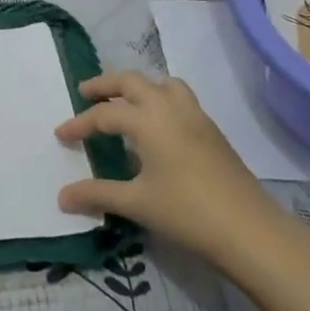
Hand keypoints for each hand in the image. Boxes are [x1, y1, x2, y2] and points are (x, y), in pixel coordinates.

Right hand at [56, 71, 280, 261]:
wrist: (248, 229)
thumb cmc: (187, 212)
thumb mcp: (136, 203)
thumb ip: (97, 194)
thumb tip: (62, 196)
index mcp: (147, 119)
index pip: (104, 114)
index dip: (79, 124)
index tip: (61, 135)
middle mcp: (169, 107)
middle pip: (131, 81)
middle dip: (105, 84)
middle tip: (85, 93)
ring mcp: (194, 115)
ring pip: (161, 84)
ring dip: (138, 86)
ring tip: (124, 102)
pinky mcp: (211, 129)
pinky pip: (179, 98)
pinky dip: (160, 98)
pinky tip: (157, 126)